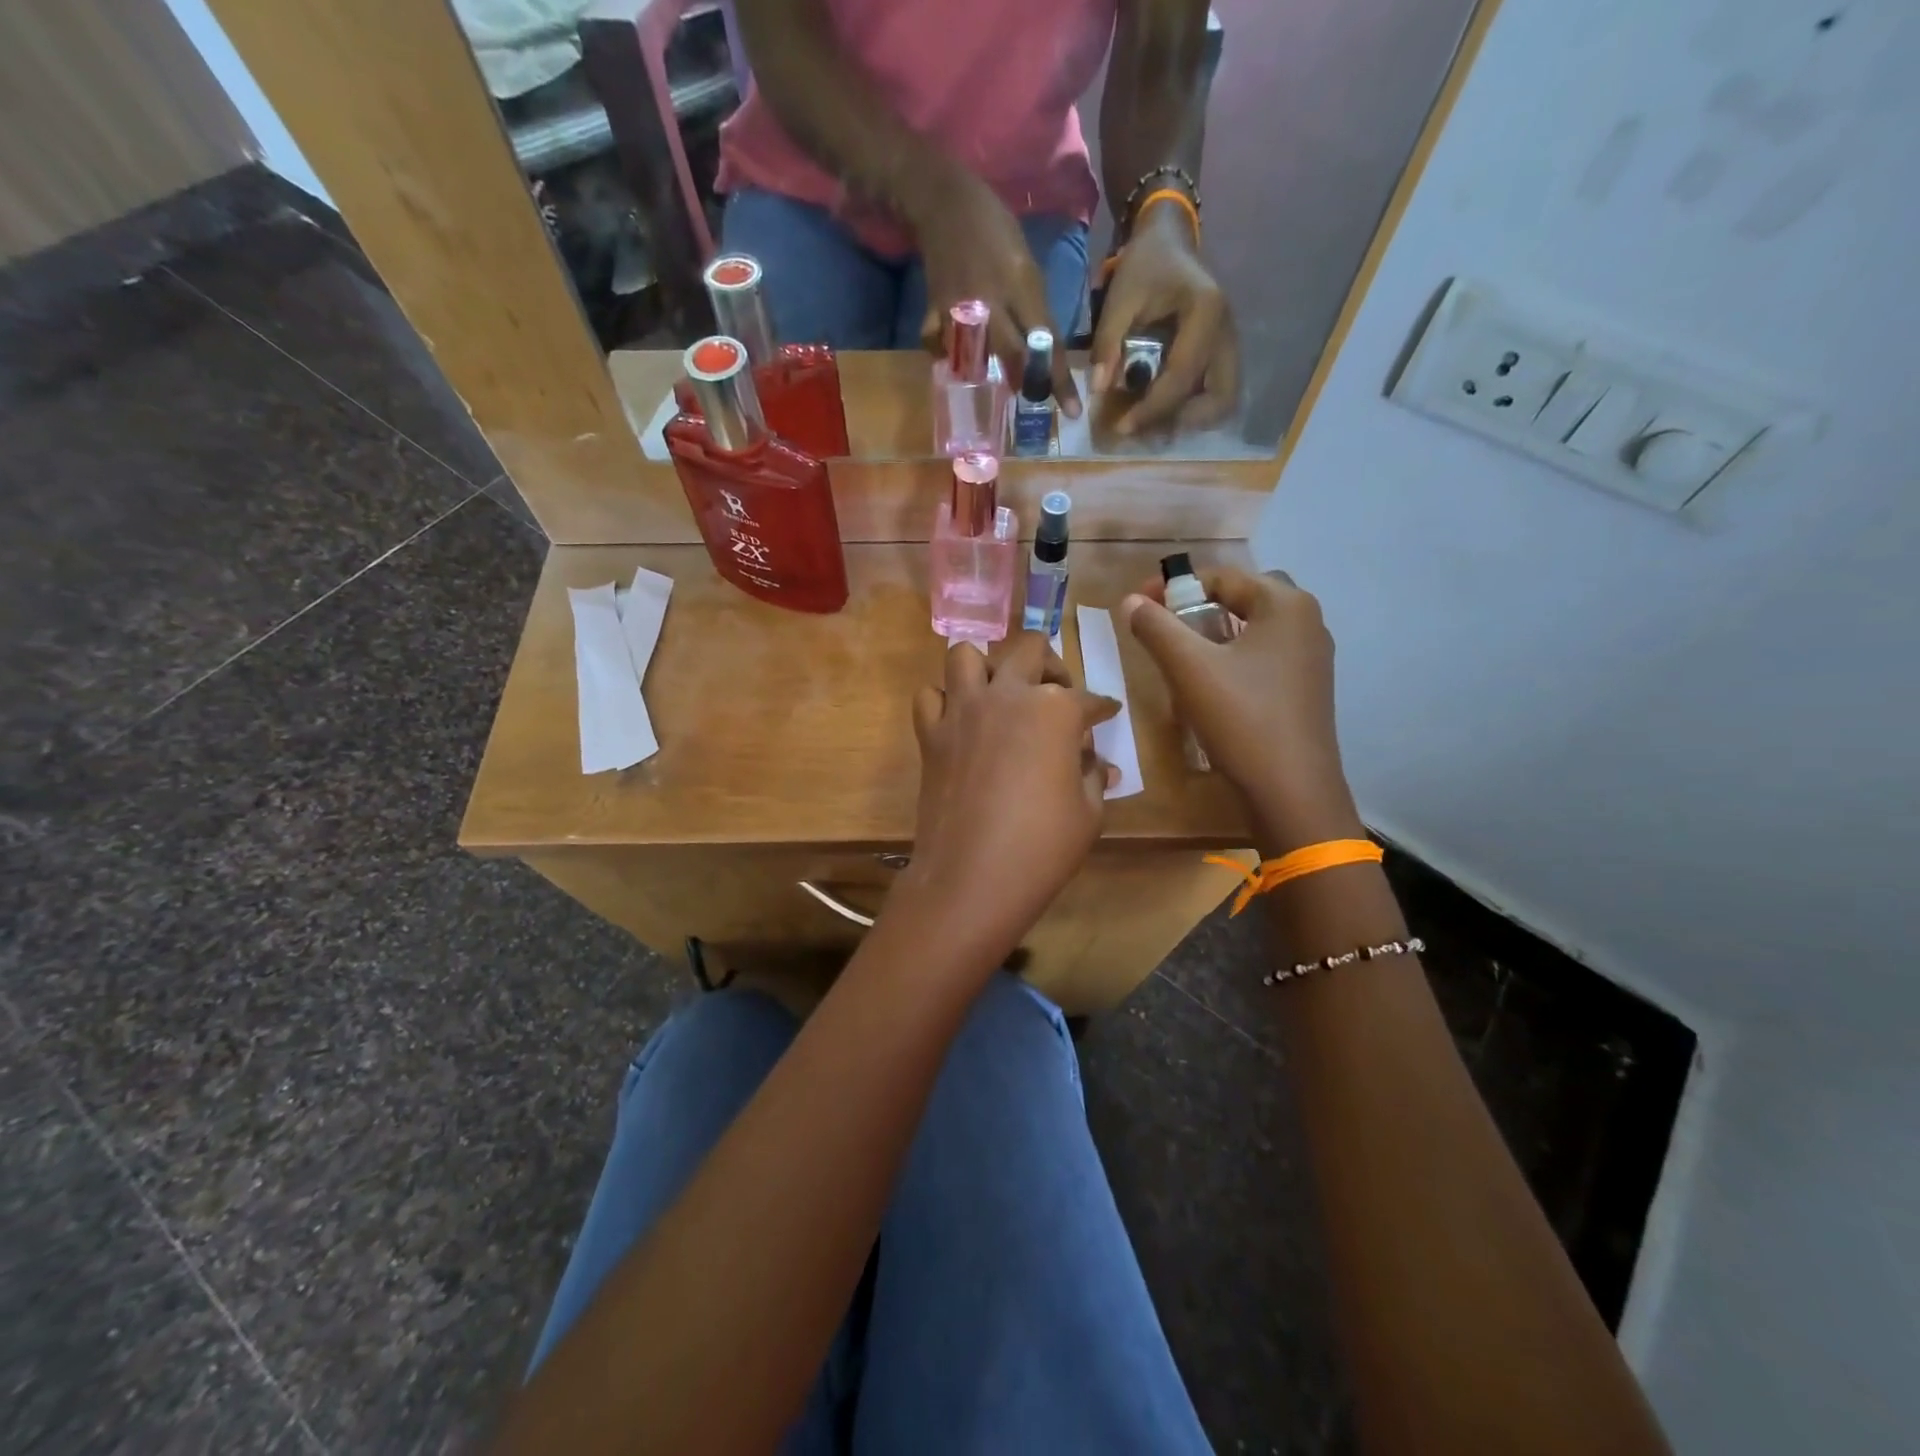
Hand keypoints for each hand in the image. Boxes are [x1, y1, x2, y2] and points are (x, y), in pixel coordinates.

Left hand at [896, 634, 1117, 963]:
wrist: (972, 877)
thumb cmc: (1042, 847)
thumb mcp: (1088, 813)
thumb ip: (1094, 776)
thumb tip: (1100, 764)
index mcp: (1055, 710)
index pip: (1087, 699)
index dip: (1102, 708)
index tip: (1107, 713)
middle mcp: (1007, 695)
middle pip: (1029, 649)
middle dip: (1051, 664)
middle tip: (1058, 692)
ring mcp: (962, 711)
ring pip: (967, 655)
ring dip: (988, 667)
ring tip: (1001, 694)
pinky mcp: (931, 734)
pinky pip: (929, 696)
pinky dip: (943, 700)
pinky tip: (960, 721)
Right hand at [908, 164, 1080, 416]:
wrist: (944, 202)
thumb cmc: (994, 228)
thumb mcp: (1026, 262)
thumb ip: (1034, 307)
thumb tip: (1044, 348)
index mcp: (1021, 285)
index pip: (1047, 342)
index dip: (1060, 380)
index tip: (1071, 411)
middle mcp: (992, 301)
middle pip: (1015, 358)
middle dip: (1027, 382)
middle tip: (1032, 394)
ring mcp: (960, 309)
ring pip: (977, 361)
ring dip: (988, 372)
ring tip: (995, 374)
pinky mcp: (934, 312)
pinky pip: (940, 348)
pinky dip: (946, 355)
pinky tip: (953, 352)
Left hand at [1092, 207, 1238, 434]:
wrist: (1169, 240)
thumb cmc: (1145, 265)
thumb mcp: (1120, 297)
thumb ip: (1108, 342)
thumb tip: (1098, 391)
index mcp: (1205, 313)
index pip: (1182, 377)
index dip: (1152, 409)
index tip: (1122, 427)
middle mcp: (1227, 332)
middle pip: (1220, 398)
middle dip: (1183, 420)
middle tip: (1147, 428)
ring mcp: (1230, 343)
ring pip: (1224, 400)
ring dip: (1192, 419)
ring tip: (1154, 422)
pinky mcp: (1224, 352)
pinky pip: (1217, 392)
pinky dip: (1194, 408)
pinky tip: (1164, 408)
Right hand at [1123, 567, 1362, 851]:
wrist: (1292, 789)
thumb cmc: (1242, 718)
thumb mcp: (1189, 669)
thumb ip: (1156, 627)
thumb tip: (1130, 601)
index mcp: (1285, 604)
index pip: (1221, 577)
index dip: (1172, 587)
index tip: (1138, 607)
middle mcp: (1307, 621)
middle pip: (1239, 599)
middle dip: (1196, 608)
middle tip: (1163, 630)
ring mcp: (1311, 657)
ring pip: (1251, 629)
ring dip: (1213, 634)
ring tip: (1180, 657)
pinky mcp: (1307, 687)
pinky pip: (1263, 656)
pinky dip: (1232, 658)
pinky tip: (1211, 686)